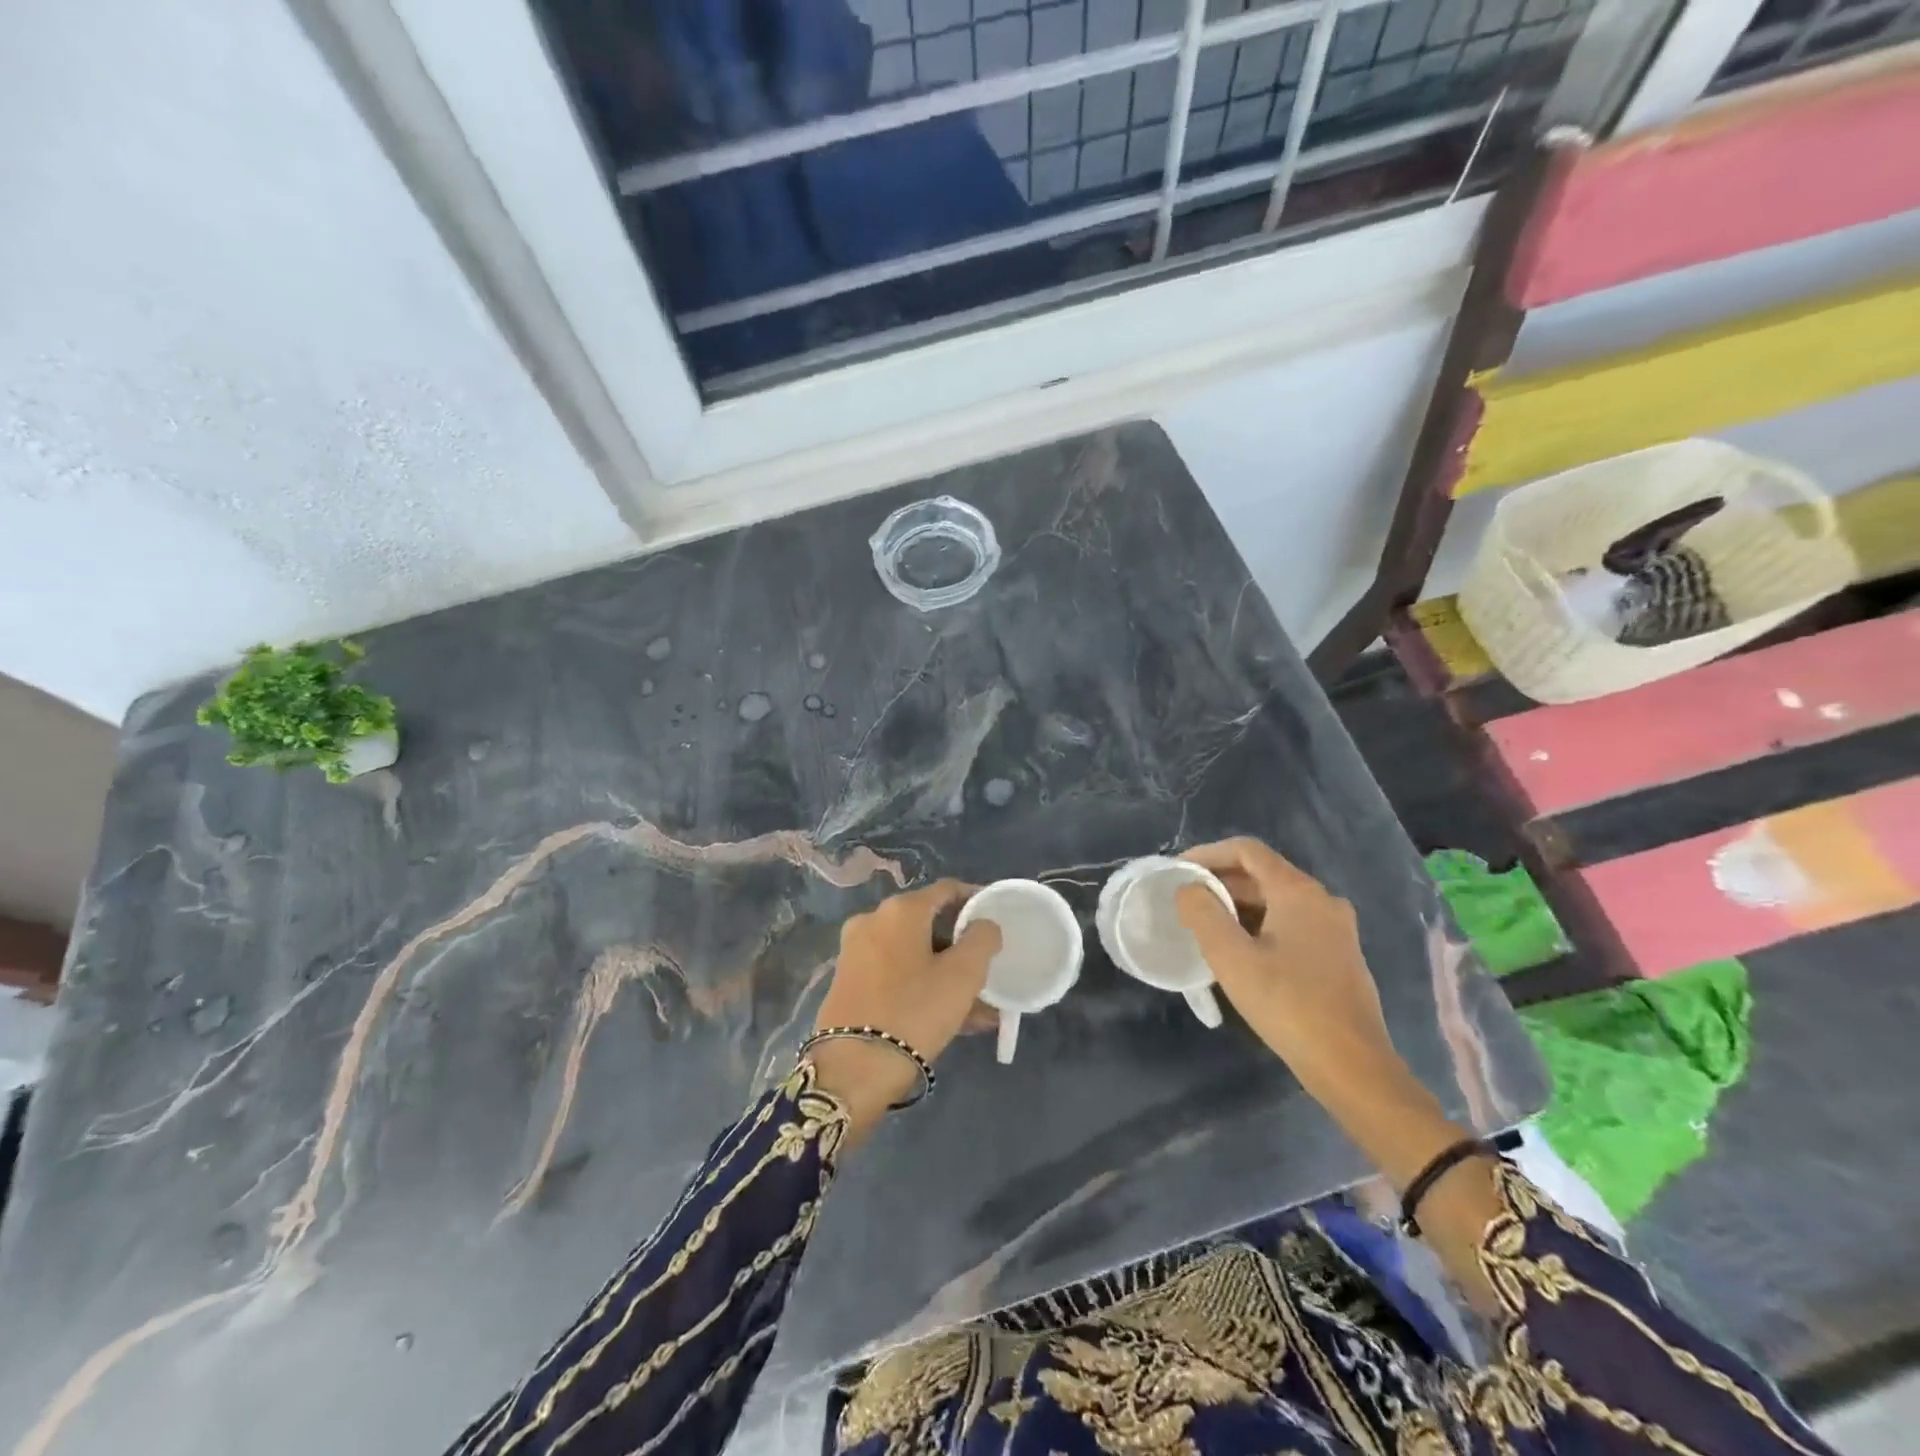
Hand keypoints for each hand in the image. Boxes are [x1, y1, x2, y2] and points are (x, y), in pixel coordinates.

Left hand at [809, 881, 1000, 1141]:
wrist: (853, 1069)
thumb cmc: (914, 1011)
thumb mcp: (963, 975)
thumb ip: (982, 939)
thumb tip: (984, 925)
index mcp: (900, 909)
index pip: (947, 890)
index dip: (975, 900)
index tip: (997, 919)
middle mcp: (873, 920)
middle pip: (928, 922)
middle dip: (960, 945)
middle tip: (987, 968)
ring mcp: (856, 951)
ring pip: (913, 953)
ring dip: (944, 971)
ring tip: (976, 1005)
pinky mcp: (848, 981)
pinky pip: (895, 973)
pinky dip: (921, 984)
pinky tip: (947, 1015)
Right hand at [1173, 838, 1399, 1101]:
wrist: (1352, 1066)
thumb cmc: (1288, 1005)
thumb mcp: (1231, 958)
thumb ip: (1203, 913)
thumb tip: (1188, 888)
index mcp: (1299, 891)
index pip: (1247, 850)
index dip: (1208, 853)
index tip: (1178, 871)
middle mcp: (1322, 899)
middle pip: (1262, 873)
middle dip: (1220, 881)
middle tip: (1185, 901)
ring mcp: (1335, 928)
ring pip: (1277, 899)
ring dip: (1238, 905)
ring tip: (1204, 925)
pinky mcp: (1338, 954)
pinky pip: (1291, 922)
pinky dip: (1259, 924)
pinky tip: (1240, 951)